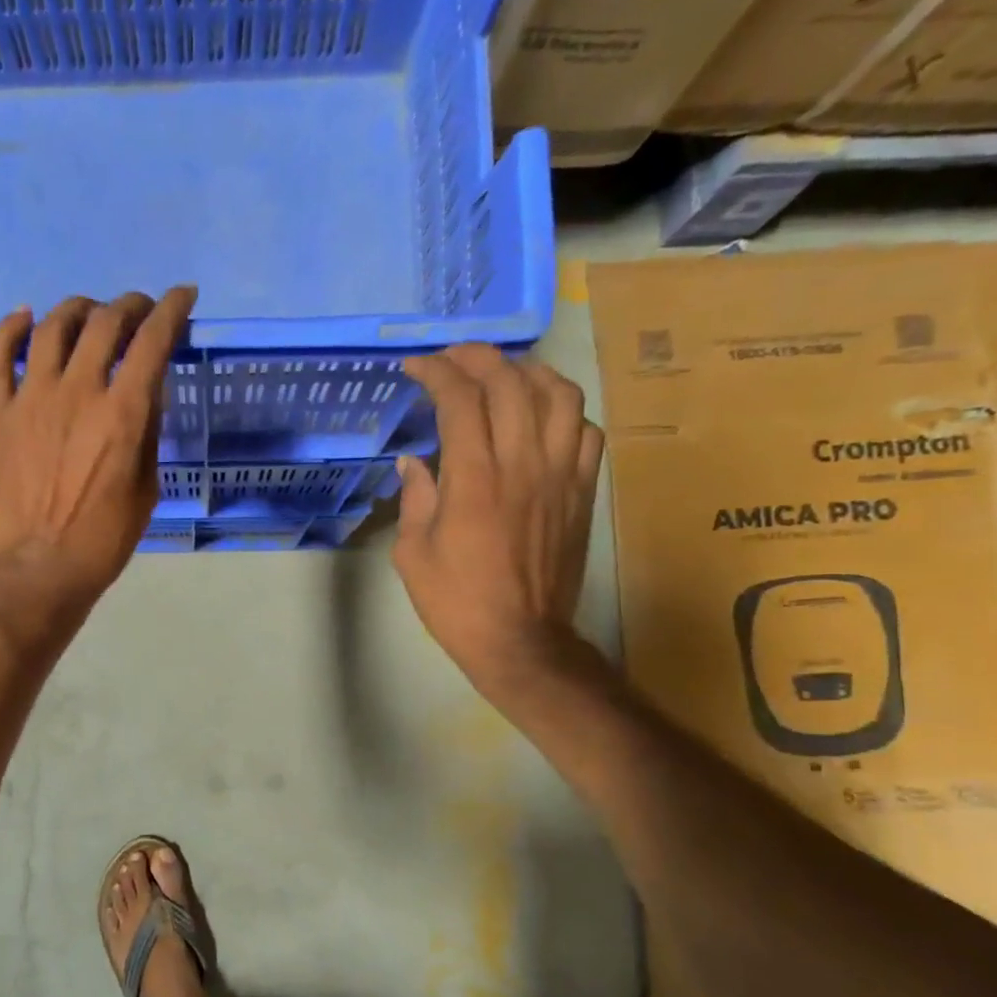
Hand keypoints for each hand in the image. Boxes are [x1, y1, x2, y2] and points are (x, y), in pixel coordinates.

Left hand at [0, 287, 196, 625]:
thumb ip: (147, 431)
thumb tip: (145, 389)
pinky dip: (11, 328)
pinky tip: (25, 317)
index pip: (152, 340)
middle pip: (104, 322)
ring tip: (90, 314)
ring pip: (53, 326)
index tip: (184, 297)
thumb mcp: (146, 487)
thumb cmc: (105, 538)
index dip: (172, 309)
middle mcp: (78, 391)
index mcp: (122, 413)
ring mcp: (32, 399)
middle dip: (130, 305)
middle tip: (139, 311)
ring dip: (78, 309)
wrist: (42, 568)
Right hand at [393, 343, 603, 702]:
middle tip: (452, 359)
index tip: (416, 367)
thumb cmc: (455, 601)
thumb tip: (414, 461)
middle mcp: (522, 463)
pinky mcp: (582, 492)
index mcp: (473, 479)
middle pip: (510, 383)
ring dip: (528, 372)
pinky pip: (585, 431)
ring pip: (558, 395)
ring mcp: (560, 475)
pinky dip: (563, 410)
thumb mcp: (412, 553)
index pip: (460, 400)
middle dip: (477, 358)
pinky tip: (542, 416)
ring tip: (504, 375)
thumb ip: (415, 497)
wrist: (520, 639)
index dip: (437, 372)